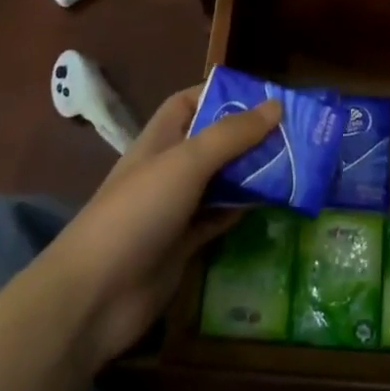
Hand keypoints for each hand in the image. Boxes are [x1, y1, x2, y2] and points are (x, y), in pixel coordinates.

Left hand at [35, 84, 280, 371]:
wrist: (94, 296)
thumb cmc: (137, 213)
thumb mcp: (187, 162)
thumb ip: (231, 134)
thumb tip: (276, 106)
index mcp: (160, 139)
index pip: (189, 102)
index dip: (221, 93)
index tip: (263, 96)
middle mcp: (168, 169)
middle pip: (213, 142)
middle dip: (248, 135)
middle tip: (295, 132)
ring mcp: (174, 209)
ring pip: (220, 181)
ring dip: (251, 173)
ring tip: (296, 163)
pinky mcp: (183, 245)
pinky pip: (219, 218)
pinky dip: (242, 209)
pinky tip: (272, 204)